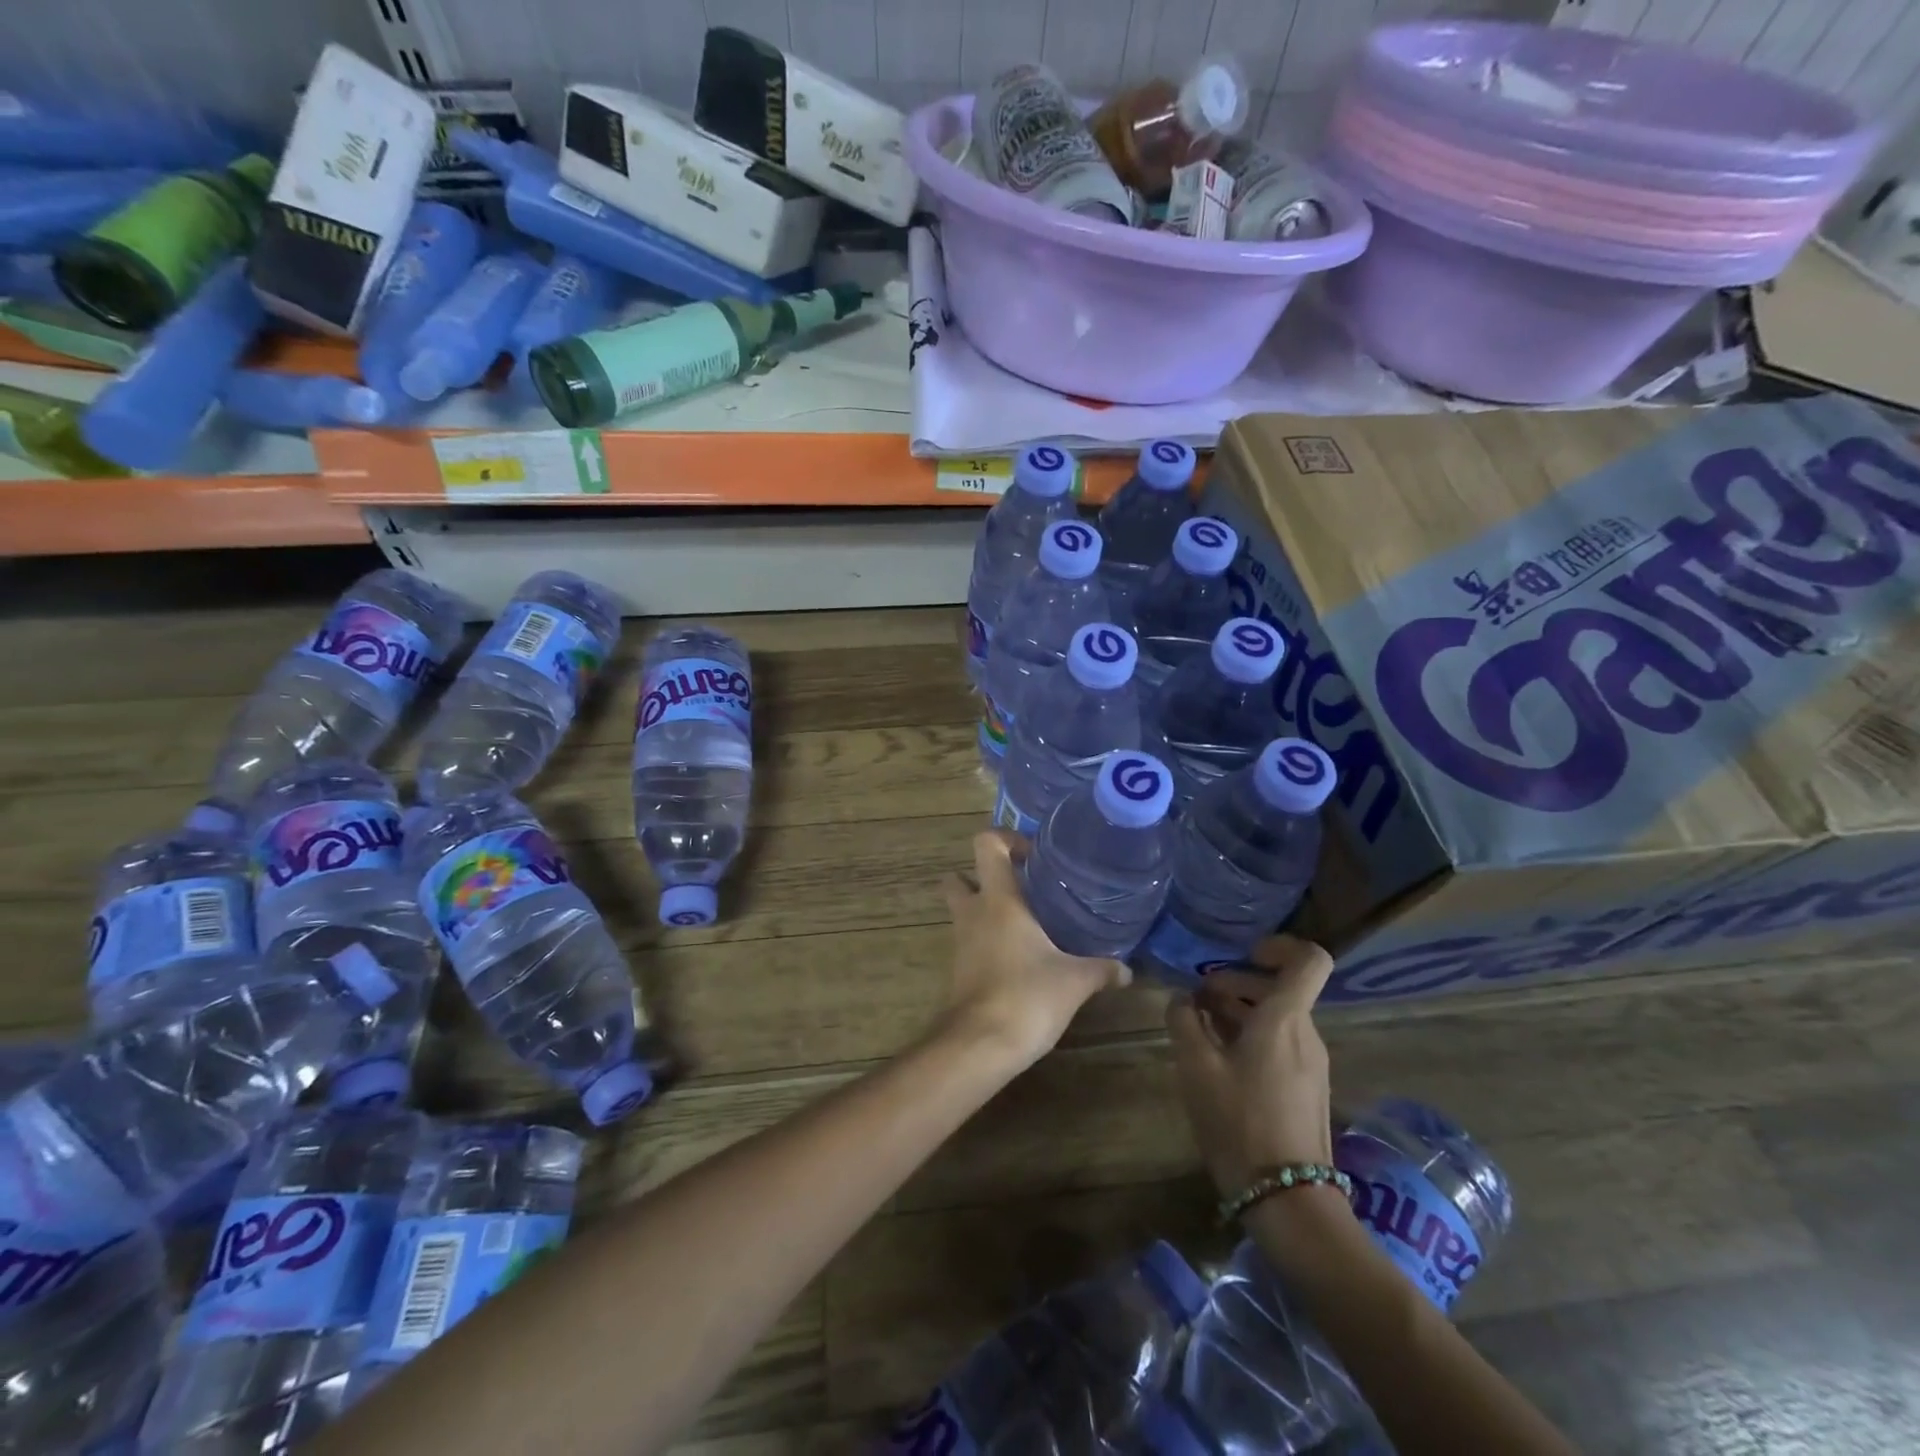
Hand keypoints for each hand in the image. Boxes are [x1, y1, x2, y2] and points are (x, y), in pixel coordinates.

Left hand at [940, 830, 1128, 1067]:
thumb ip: (1102, 969)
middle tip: (1022, 887)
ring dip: (986, 910)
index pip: (985, 844)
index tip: (1033, 854)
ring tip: (1028, 922)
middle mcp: (973, 912)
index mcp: (999, 900)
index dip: (1005, 838)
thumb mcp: (1075, 980)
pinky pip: (970, 940)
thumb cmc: (1026, 996)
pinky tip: (1019, 955)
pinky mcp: (959, 969)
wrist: (980, 1044)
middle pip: (960, 876)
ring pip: (963, 910)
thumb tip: (1127, 970)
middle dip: (983, 876)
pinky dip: (987, 939)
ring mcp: (961, 941)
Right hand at [1167, 937, 1335, 1195]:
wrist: (1288, 1200)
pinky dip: (1251, 1037)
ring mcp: (1312, 1063)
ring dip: (1240, 1012)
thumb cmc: (1239, 1122)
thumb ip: (1184, 1022)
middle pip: (1281, 988)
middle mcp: (1307, 1034)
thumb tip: (1182, 999)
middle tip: (1197, 999)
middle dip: (1237, 983)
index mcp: (1285, 1019)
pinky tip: (1219, 1059)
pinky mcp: (1308, 1089)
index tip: (1244, 954)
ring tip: (1199, 1028)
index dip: (1280, 946)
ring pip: (1278, 1017)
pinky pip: (1281, 1044)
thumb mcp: (1197, 1067)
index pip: (1309, 960)